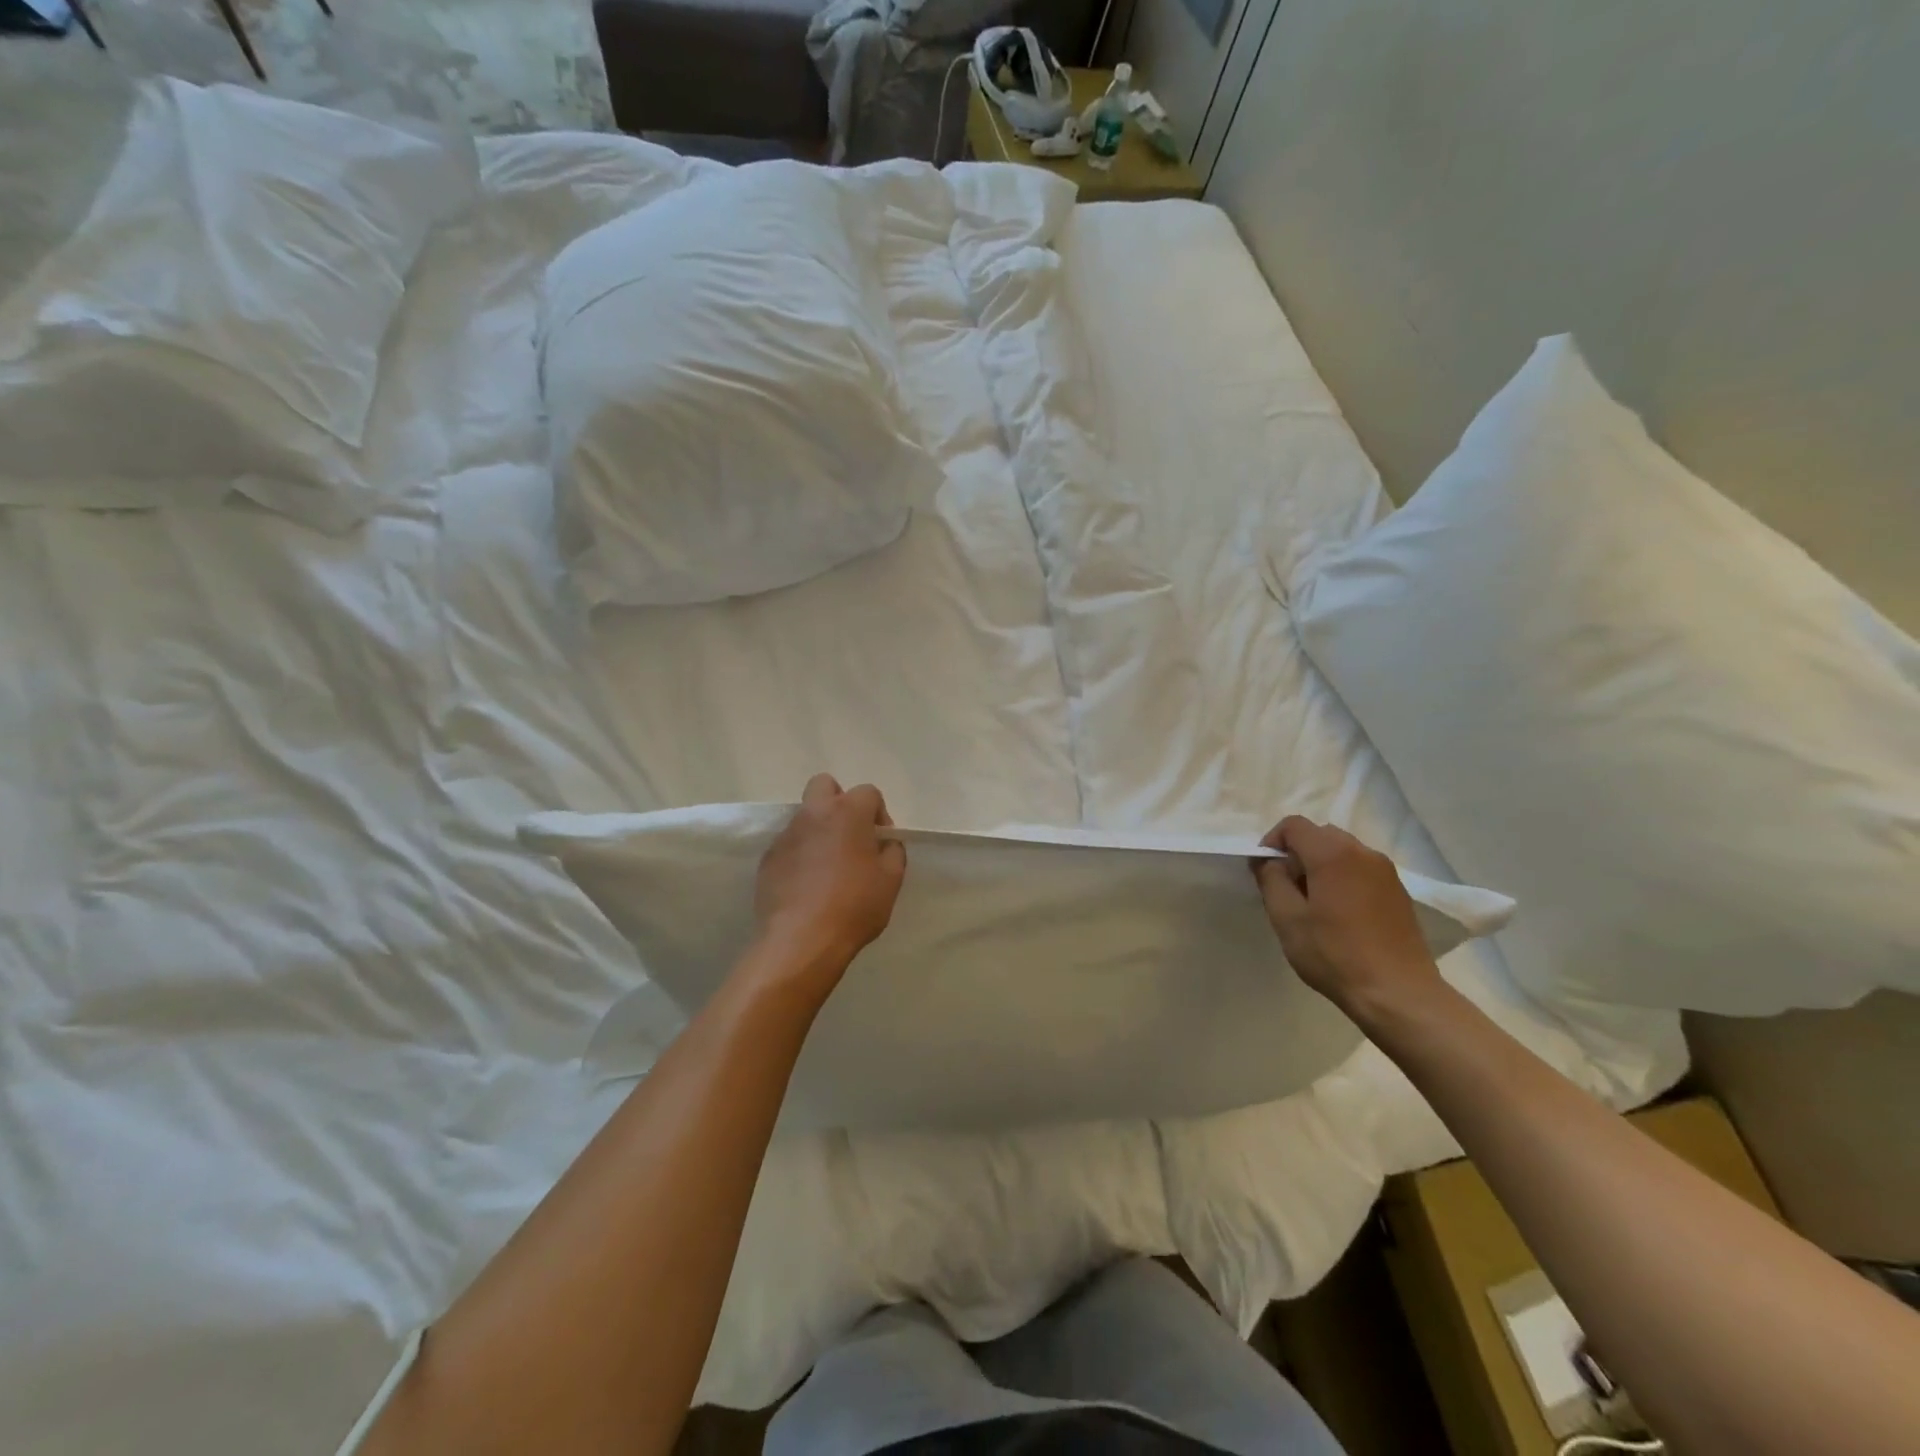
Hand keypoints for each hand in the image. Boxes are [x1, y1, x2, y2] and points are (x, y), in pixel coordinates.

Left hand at [751, 774, 906, 998]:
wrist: (801, 940)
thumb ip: (892, 852)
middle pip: (824, 785)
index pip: (868, 792)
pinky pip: (789, 846)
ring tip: (828, 868)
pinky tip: (807, 886)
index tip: (881, 842)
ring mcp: (786, 836)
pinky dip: (800, 856)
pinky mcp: (768, 859)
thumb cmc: (854, 906)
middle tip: (849, 836)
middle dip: (839, 801)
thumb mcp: (891, 880)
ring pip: (804, 817)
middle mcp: (813, 814)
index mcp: (847, 812)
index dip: (878, 813)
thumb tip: (884, 844)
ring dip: (819, 831)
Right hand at [1251, 816, 1441, 1020]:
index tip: (1265, 872)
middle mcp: (1363, 852)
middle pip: (1319, 834)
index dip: (1272, 842)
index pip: (1293, 825)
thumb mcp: (1287, 918)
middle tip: (1287, 889)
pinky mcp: (1398, 891)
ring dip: (1320, 866)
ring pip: (1342, 851)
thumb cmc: (1335, 954)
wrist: (1398, 993)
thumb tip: (1268, 860)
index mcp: (1332, 854)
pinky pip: (1361, 869)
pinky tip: (1340, 915)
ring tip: (1313, 904)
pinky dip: (1343, 878)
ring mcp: (1385, 871)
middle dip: (1297, 854)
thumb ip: (1271, 879)